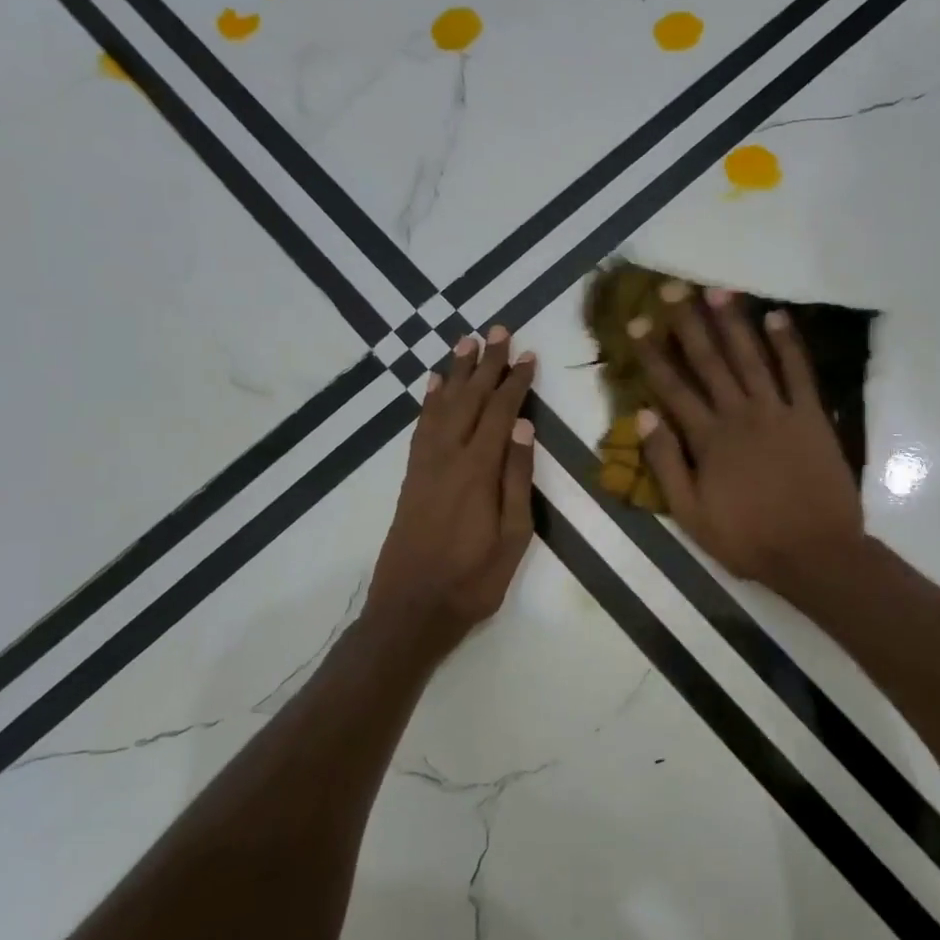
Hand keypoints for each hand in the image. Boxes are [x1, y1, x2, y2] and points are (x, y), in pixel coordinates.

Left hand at [368, 327, 536, 641]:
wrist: (411, 609)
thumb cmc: (473, 580)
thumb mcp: (513, 536)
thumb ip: (516, 478)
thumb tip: (523, 426)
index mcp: (477, 471)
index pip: (500, 412)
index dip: (515, 381)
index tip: (527, 354)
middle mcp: (447, 457)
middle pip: (469, 399)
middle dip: (486, 363)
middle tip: (498, 330)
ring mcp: (425, 465)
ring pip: (441, 406)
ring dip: (455, 372)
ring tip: (467, 342)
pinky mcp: (412, 477)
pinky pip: (420, 427)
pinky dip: (428, 401)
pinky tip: (433, 385)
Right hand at [631, 286, 864, 598]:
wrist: (815, 552)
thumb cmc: (748, 539)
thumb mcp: (691, 514)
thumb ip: (666, 464)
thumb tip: (642, 417)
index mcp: (708, 439)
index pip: (672, 387)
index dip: (653, 354)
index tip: (638, 323)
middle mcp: (739, 414)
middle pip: (709, 362)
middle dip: (689, 324)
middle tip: (673, 288)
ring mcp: (778, 412)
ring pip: (751, 358)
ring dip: (734, 323)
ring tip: (718, 291)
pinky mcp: (811, 416)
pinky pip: (798, 373)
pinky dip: (788, 344)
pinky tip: (777, 317)